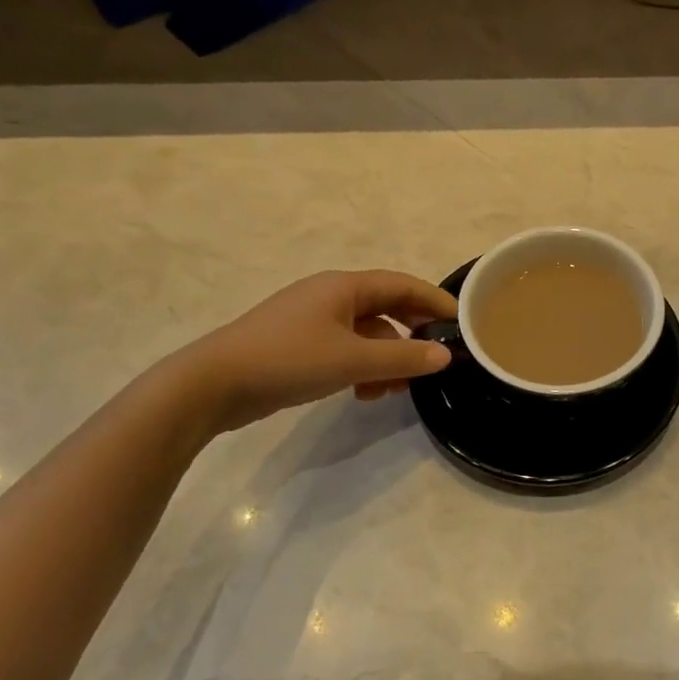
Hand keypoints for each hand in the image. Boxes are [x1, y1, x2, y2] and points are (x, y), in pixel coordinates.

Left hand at [170, 270, 456, 431]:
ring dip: (387, 358)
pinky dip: (363, 368)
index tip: (464, 322)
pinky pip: (346, 351)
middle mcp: (331, 297)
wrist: (214, 383)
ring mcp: (313, 322)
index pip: (403, 285)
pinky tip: (365, 395)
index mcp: (344, 287)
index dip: (435, 301)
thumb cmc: (288, 360)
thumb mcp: (353, 360)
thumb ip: (403, 356)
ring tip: (398, 389)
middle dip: (412, 334)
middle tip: (436, 359)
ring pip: (367, 334)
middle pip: (386, 308)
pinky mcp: (300, 346)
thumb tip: (445, 355)